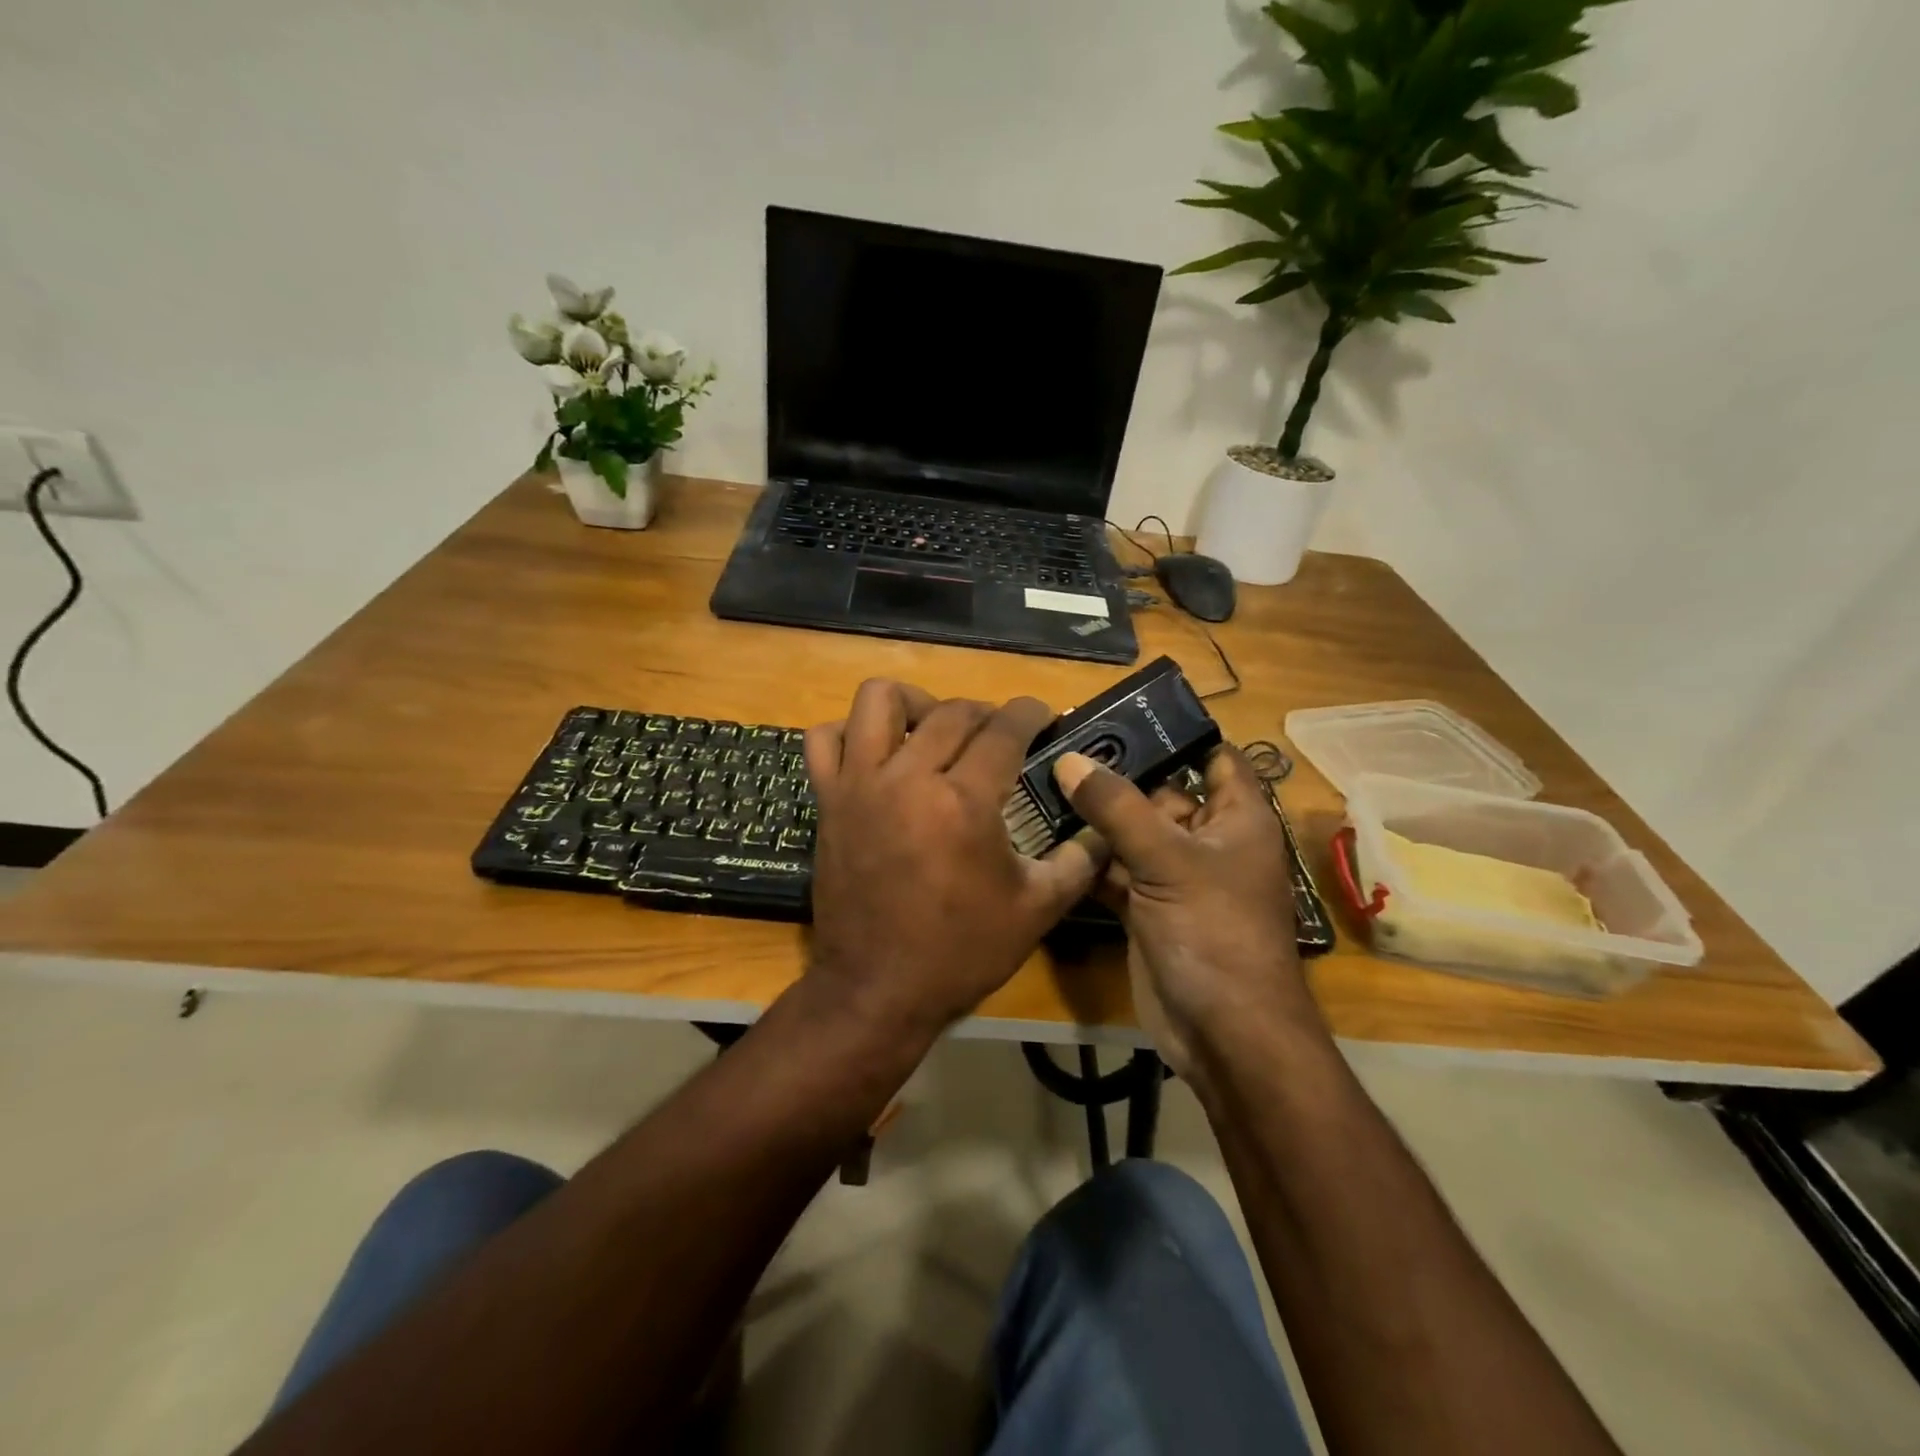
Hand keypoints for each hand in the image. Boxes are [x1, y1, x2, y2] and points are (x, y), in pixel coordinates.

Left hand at [801, 680, 1100, 1043]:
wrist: (877, 989)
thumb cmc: (960, 952)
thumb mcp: (1036, 911)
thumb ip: (1078, 861)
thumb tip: (1104, 830)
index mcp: (964, 803)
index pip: (1004, 730)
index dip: (1030, 713)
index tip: (1041, 714)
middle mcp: (909, 778)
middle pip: (952, 712)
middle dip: (986, 712)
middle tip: (1000, 735)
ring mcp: (860, 785)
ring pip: (879, 702)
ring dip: (915, 702)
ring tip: (933, 727)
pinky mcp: (829, 801)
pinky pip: (824, 739)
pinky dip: (848, 732)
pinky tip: (875, 750)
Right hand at [1052, 745, 1315, 1079]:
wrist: (1222, 1032)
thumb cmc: (1214, 932)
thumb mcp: (1168, 860)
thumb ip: (1117, 807)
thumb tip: (1069, 759)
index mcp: (1236, 818)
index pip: (1214, 757)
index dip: (1178, 734)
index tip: (1122, 714)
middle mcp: (1206, 840)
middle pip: (1161, 792)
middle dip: (1117, 772)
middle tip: (1060, 743)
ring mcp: (1174, 876)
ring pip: (1132, 832)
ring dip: (1095, 815)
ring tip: (1042, 779)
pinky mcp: (1146, 907)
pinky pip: (1115, 870)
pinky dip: (1087, 858)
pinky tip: (1046, 834)